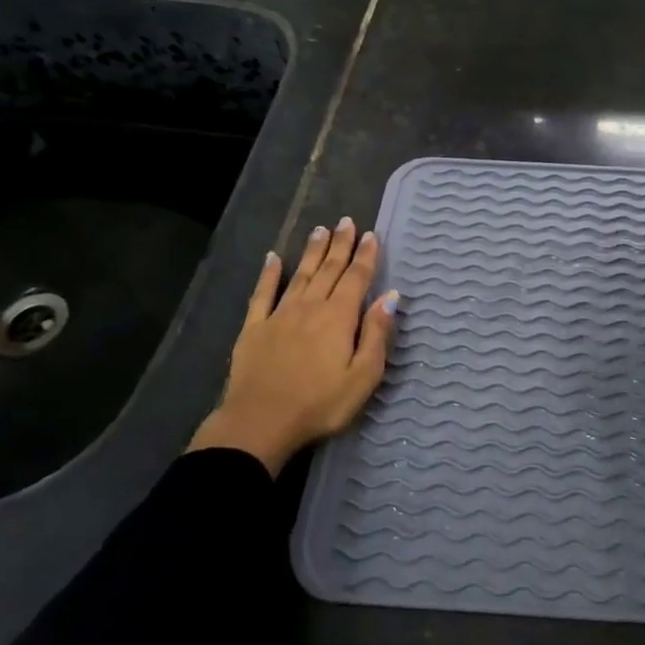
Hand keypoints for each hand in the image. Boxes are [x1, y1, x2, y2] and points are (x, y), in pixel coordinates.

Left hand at [187, 217, 397, 473]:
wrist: (260, 423)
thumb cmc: (320, 404)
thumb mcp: (363, 376)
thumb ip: (376, 333)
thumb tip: (390, 295)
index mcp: (339, 317)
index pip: (356, 278)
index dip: (365, 256)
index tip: (371, 234)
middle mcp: (310, 307)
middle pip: (329, 270)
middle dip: (340, 245)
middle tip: (347, 222)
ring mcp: (279, 315)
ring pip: (301, 275)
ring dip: (313, 252)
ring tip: (320, 230)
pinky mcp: (253, 328)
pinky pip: (262, 293)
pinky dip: (269, 273)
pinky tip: (273, 257)